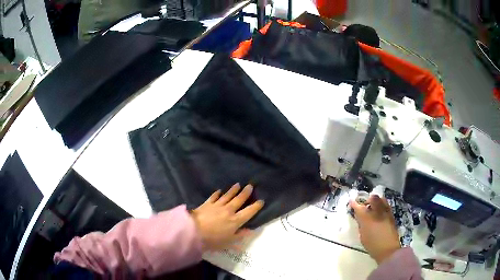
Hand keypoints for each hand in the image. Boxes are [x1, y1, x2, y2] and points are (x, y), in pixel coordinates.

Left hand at [191, 183, 264, 250]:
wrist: (193, 231)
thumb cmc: (213, 240)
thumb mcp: (229, 242)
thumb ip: (240, 236)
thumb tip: (251, 231)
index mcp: (235, 221)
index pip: (248, 212)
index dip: (256, 206)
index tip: (261, 201)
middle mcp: (228, 211)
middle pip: (239, 200)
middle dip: (245, 193)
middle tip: (250, 186)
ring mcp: (217, 206)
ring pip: (227, 196)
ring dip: (233, 190)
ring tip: (238, 185)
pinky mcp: (207, 204)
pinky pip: (213, 197)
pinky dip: (217, 193)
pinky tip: (219, 191)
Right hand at [350, 194, 400, 263]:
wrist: (388, 249)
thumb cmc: (372, 245)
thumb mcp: (363, 236)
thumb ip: (361, 225)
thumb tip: (360, 218)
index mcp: (367, 219)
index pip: (359, 207)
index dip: (354, 204)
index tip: (351, 201)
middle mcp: (377, 212)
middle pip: (373, 199)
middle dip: (367, 199)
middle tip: (364, 204)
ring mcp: (386, 212)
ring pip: (381, 199)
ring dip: (376, 201)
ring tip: (372, 207)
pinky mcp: (392, 215)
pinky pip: (386, 205)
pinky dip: (382, 205)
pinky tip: (379, 212)